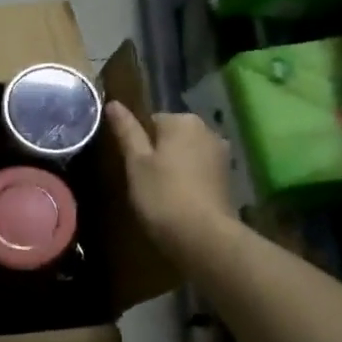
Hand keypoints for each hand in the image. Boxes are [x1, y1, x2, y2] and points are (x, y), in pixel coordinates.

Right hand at [105, 103, 234, 255]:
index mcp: (183, 121)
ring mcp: (221, 155)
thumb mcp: (136, 162)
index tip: (133, 166)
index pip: (152, 120)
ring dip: (175, 167)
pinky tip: (180, 201)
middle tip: (144, 181)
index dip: (139, 144)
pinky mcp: (228, 179)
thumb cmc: (162, 195)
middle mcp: (207, 130)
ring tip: (160, 193)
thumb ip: (126, 131)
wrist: (204, 238)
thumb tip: (113, 103)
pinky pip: (201, 171)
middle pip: (173, 136)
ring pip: (188, 154)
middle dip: (160, 153)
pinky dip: (190, 181)